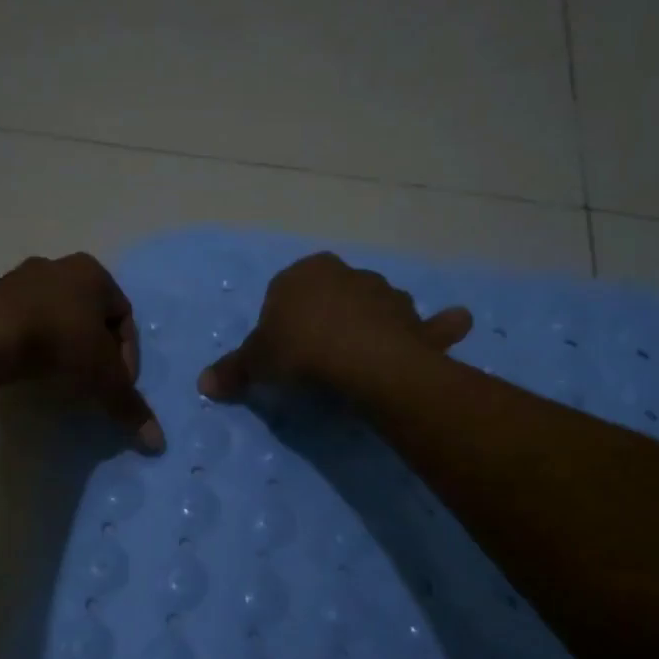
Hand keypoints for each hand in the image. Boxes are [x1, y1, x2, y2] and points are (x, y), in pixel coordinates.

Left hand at [0, 254, 163, 451]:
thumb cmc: (60, 344)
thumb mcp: (103, 379)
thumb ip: (130, 406)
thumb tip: (158, 443)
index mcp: (94, 273)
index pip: (125, 317)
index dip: (127, 356)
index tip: (119, 386)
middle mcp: (59, 266)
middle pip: (89, 314)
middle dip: (95, 349)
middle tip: (93, 382)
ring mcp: (21, 278)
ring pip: (55, 316)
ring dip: (63, 345)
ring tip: (60, 380)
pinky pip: (23, 322)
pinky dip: (33, 344)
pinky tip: (30, 370)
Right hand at [198, 252, 471, 400]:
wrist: (360, 360)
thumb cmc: (300, 351)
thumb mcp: (257, 363)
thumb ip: (233, 371)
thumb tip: (202, 385)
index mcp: (304, 274)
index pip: (285, 292)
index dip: (281, 322)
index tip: (282, 353)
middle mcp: (347, 274)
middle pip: (332, 296)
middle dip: (326, 319)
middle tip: (316, 359)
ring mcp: (385, 295)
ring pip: (376, 307)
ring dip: (373, 324)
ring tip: (362, 359)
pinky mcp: (415, 321)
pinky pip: (430, 323)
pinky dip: (441, 326)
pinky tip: (455, 323)